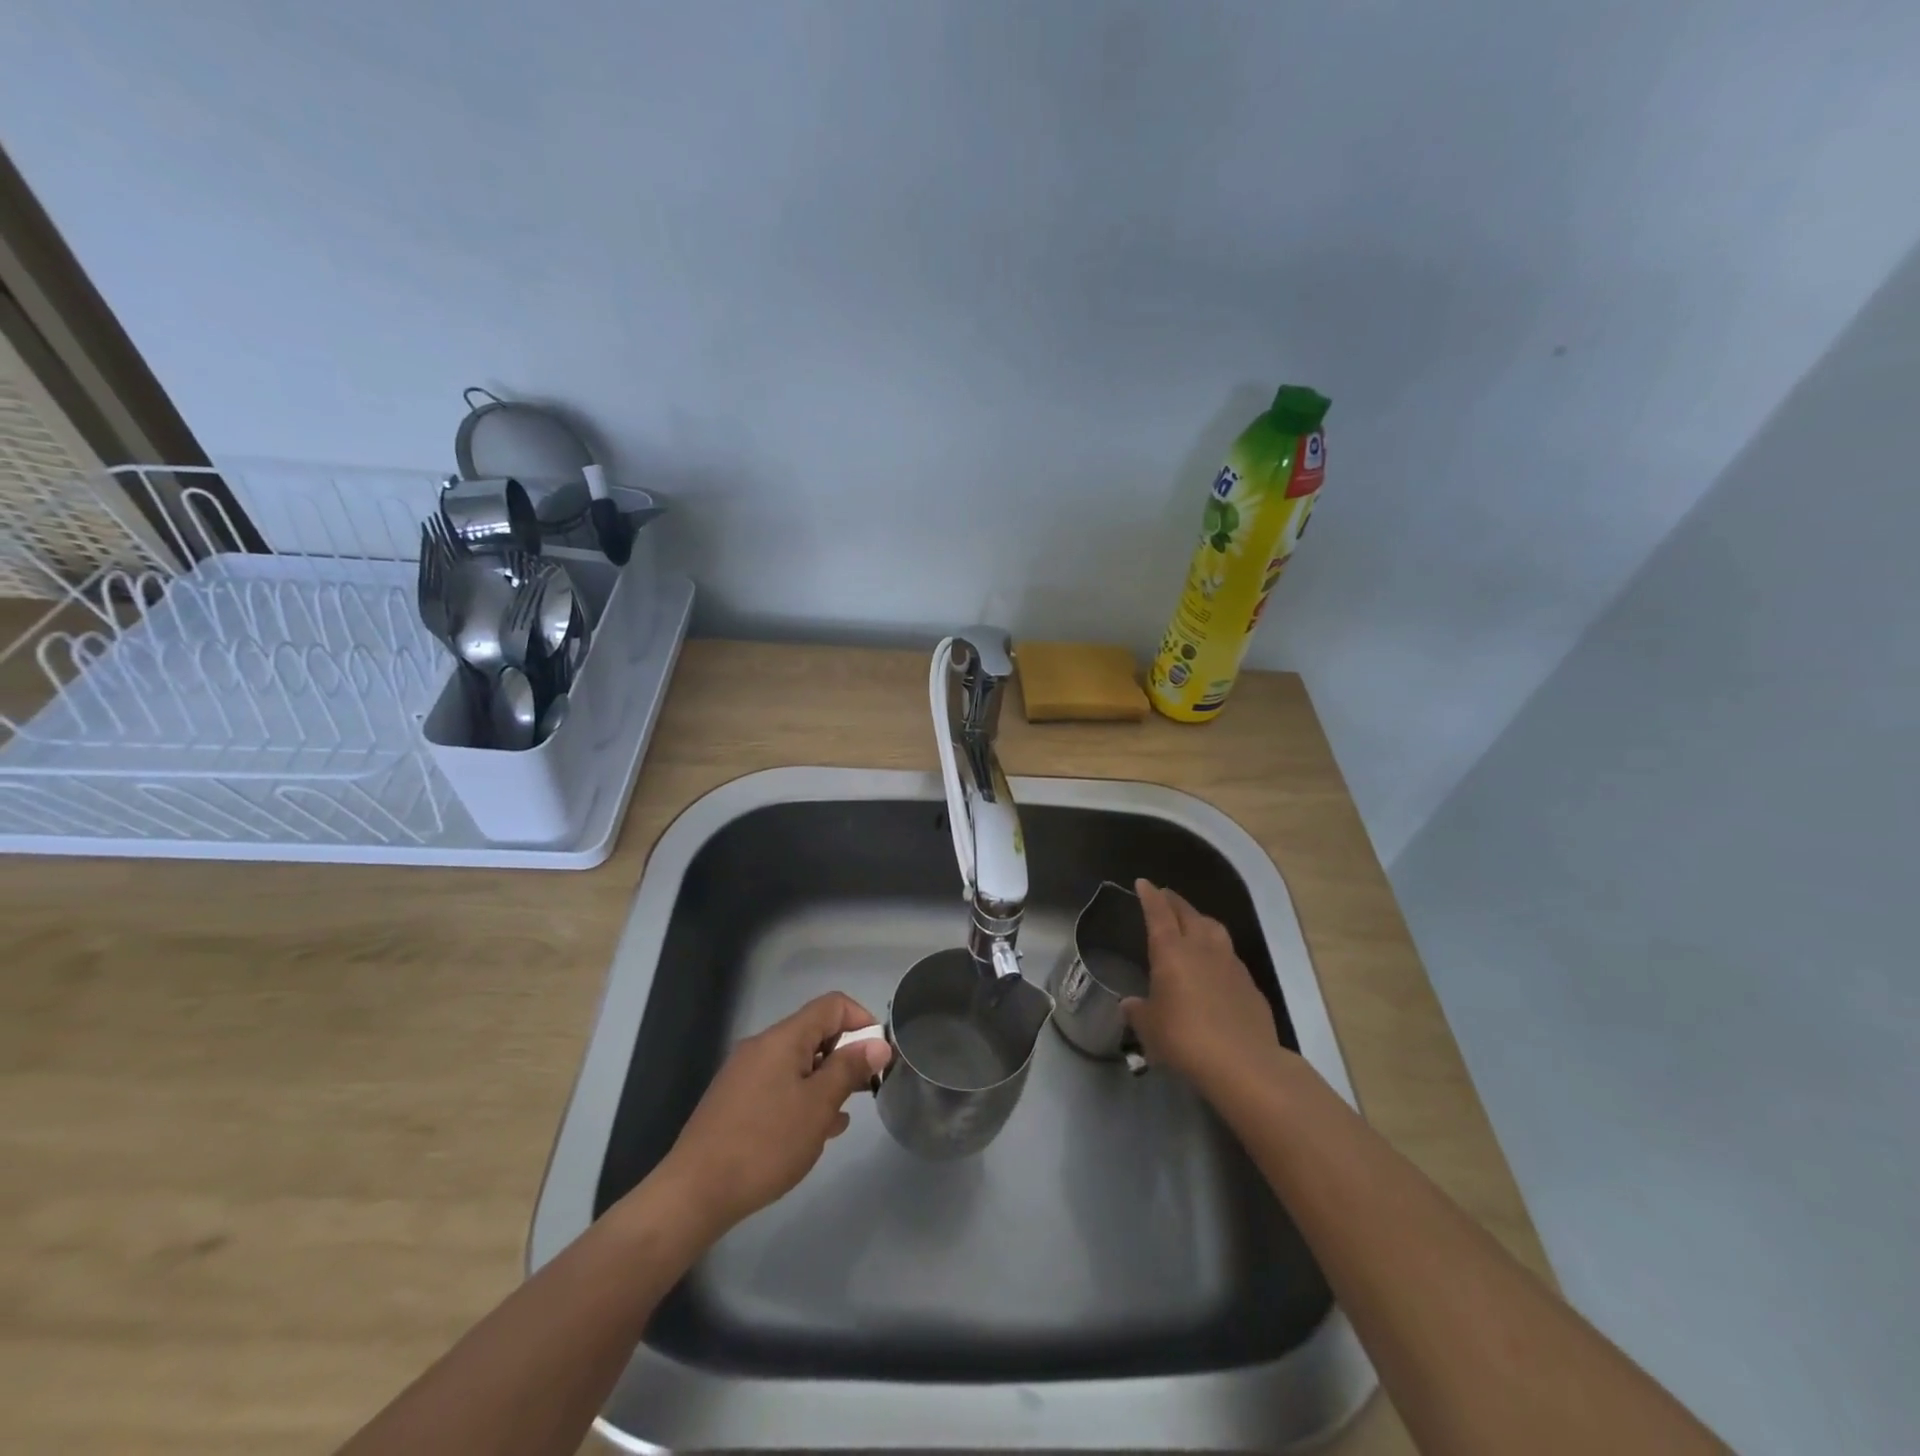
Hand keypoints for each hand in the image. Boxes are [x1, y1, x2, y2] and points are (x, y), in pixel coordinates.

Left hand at [655, 992, 892, 1231]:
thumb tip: (878, 1043)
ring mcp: (745, 1073)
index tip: (878, 1056)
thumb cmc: (765, 1143)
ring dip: (823, 1082)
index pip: (832, 1005)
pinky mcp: (735, 1100)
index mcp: (783, 1038)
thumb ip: (849, 1069)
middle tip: (862, 1092)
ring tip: (838, 1118)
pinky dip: (800, 1098)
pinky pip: (779, 1085)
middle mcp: (762, 1046)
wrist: (695, 1192)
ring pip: (797, 1063)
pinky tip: (810, 1132)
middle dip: (844, 1056)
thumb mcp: (818, 1105)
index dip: (862, 1021)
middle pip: (814, 1033)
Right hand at [1123, 879, 1287, 1099]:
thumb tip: (1130, 1003)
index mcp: (1171, 952)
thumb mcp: (1150, 1028)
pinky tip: (1215, 964)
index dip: (1150, 897)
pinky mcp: (1249, 984)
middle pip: (1188, 914)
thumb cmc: (1185, 1039)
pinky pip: (1230, 956)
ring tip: (1193, 921)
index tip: (1143, 883)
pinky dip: (1218, 951)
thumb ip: (1138, 1011)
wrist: (1243, 1063)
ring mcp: (1230, 964)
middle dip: (1174, 902)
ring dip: (1200, 920)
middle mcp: (1201, 948)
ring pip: (1214, 929)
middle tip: (1164, 896)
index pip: (1159, 914)